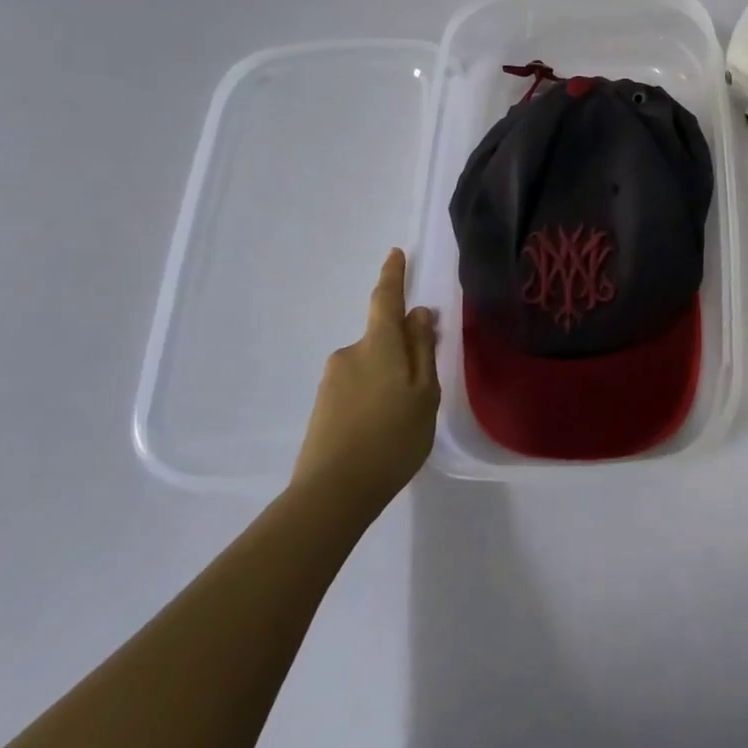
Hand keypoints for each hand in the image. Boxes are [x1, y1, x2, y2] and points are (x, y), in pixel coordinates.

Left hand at [292, 249, 440, 500]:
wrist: (331, 493)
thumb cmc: (392, 438)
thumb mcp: (424, 393)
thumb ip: (423, 350)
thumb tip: (419, 313)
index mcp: (379, 344)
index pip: (386, 299)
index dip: (393, 275)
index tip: (396, 253)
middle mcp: (350, 353)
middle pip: (382, 338)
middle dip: (401, 350)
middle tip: (421, 386)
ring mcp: (332, 380)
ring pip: (370, 366)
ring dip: (387, 379)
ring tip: (403, 419)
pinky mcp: (322, 406)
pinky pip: (356, 388)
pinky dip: (372, 398)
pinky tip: (381, 431)